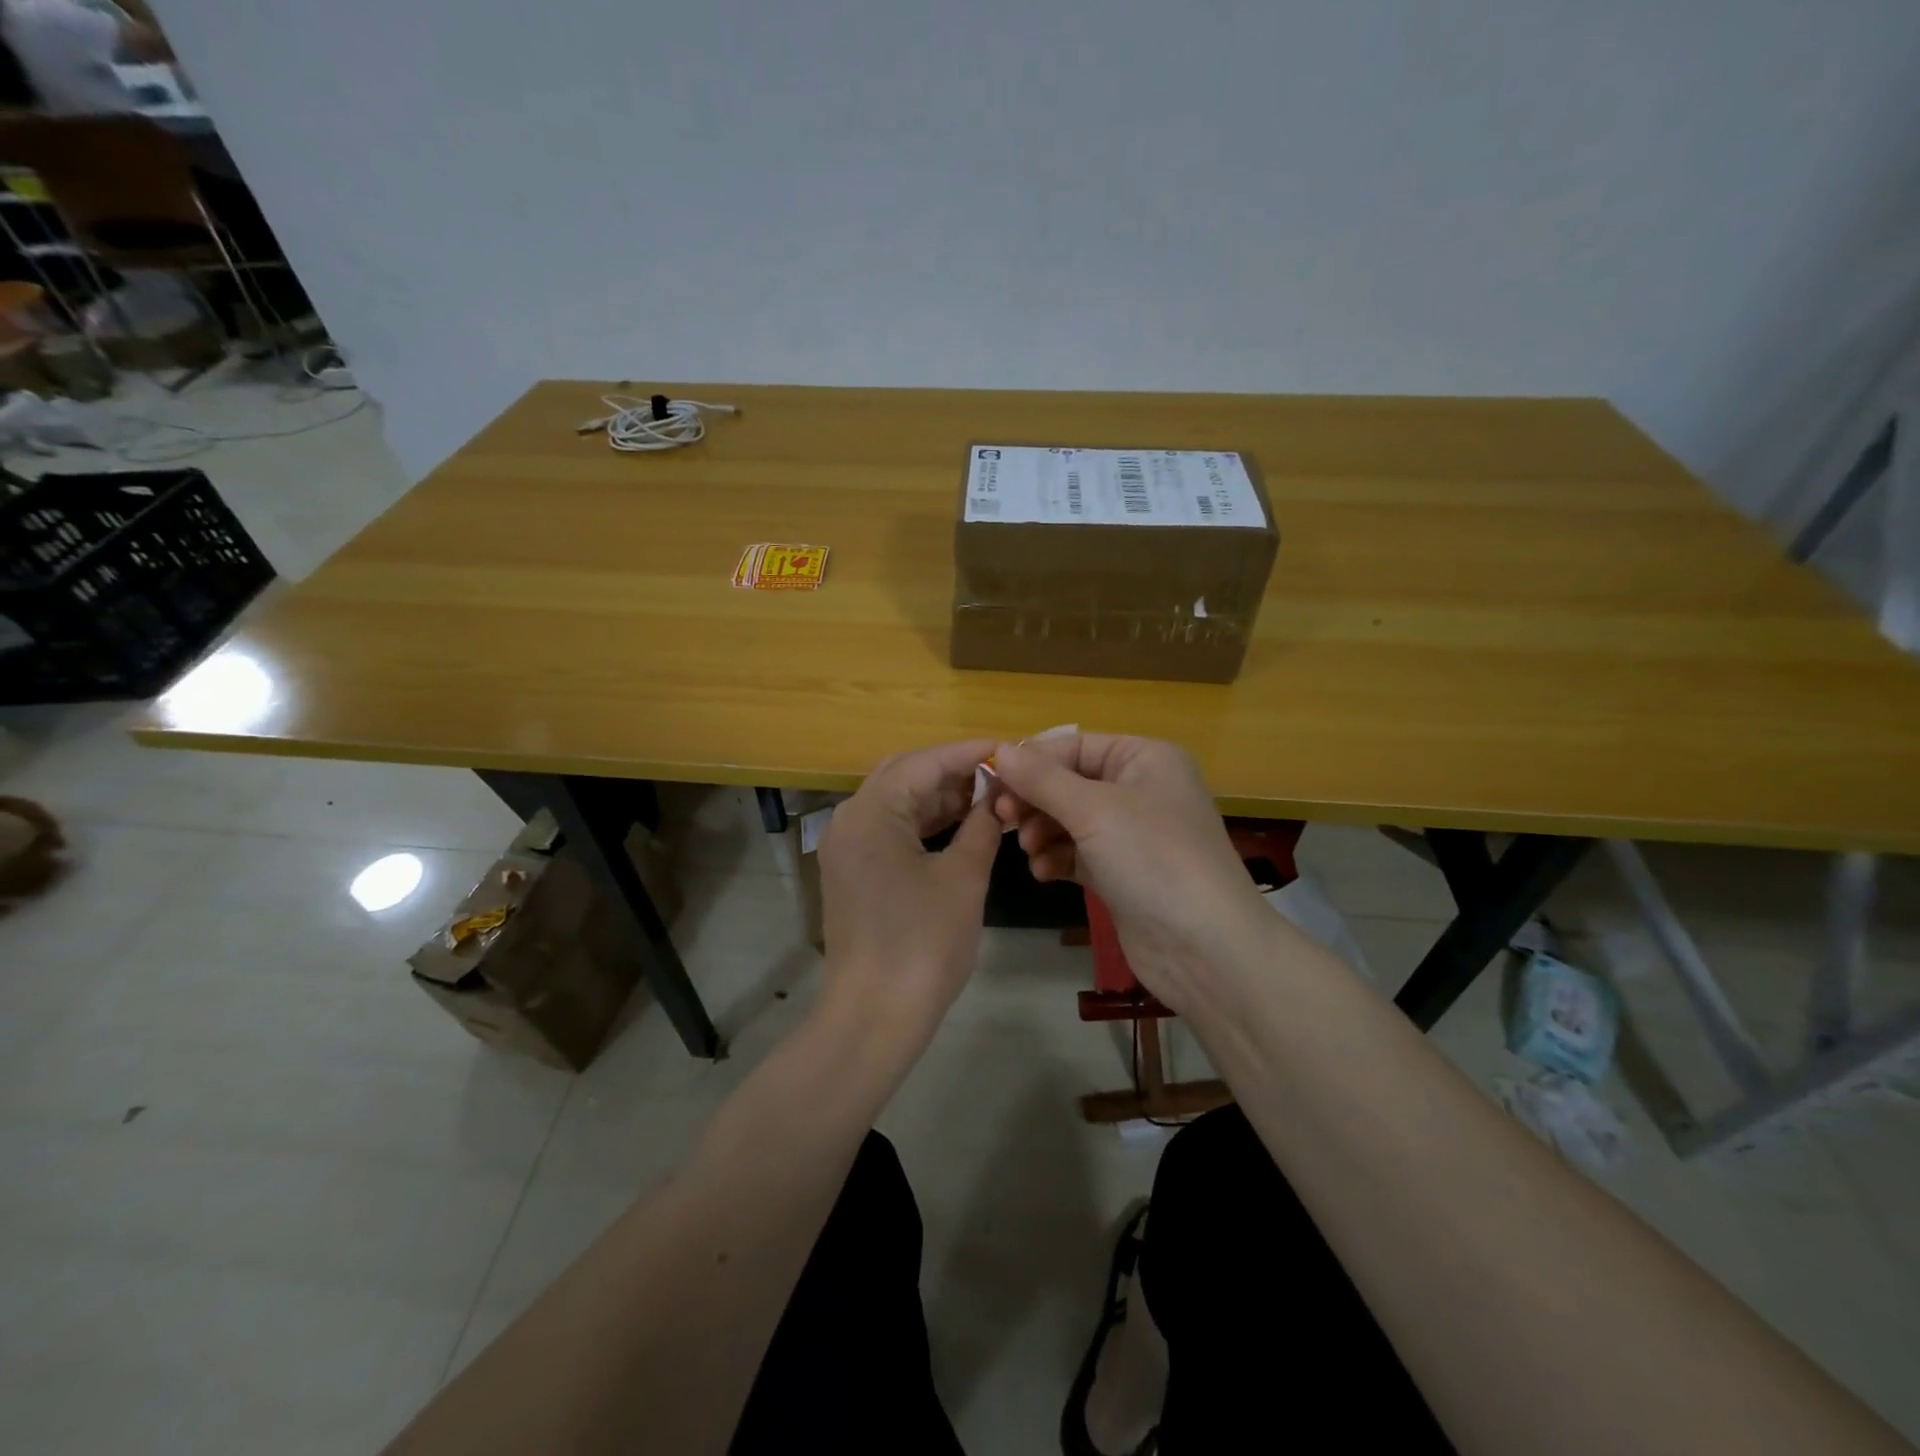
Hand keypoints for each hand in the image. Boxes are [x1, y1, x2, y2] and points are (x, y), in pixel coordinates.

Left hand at [816, 740, 1002, 1045]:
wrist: (875, 1015)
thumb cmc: (923, 943)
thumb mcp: (963, 878)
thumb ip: (981, 826)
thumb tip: (998, 797)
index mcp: (870, 812)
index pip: (923, 762)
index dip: (967, 753)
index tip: (1006, 748)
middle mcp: (849, 820)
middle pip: (903, 776)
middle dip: (951, 772)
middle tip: (998, 775)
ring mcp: (846, 848)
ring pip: (896, 803)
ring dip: (938, 798)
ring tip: (986, 798)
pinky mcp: (851, 872)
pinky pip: (888, 830)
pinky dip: (922, 824)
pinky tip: (958, 827)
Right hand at [988, 735, 1271, 1012]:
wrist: (1204, 947)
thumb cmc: (1153, 858)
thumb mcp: (1094, 810)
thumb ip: (1042, 779)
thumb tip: (1001, 751)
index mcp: (1145, 759)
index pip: (1075, 745)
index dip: (1033, 761)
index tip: (992, 782)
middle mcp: (1140, 789)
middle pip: (1069, 783)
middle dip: (1035, 800)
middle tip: (1003, 819)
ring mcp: (1132, 834)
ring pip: (1069, 819)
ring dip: (1042, 832)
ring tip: (1028, 851)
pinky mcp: (1122, 873)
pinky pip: (1077, 853)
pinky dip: (1056, 858)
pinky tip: (1042, 872)